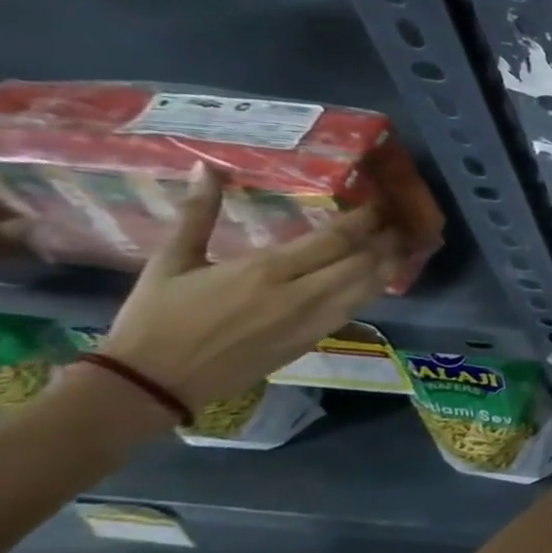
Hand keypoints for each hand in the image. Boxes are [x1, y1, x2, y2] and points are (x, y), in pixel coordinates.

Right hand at [101, 166, 401, 408]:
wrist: (152, 383)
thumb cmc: (155, 318)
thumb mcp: (170, 261)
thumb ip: (196, 214)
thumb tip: (207, 169)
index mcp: (267, 270)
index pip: (337, 239)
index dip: (367, 220)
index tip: (381, 204)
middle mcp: (300, 295)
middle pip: (364, 262)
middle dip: (387, 240)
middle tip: (399, 222)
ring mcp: (312, 321)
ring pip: (369, 288)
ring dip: (389, 265)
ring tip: (400, 245)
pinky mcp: (313, 341)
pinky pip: (356, 309)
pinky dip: (373, 290)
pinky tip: (378, 277)